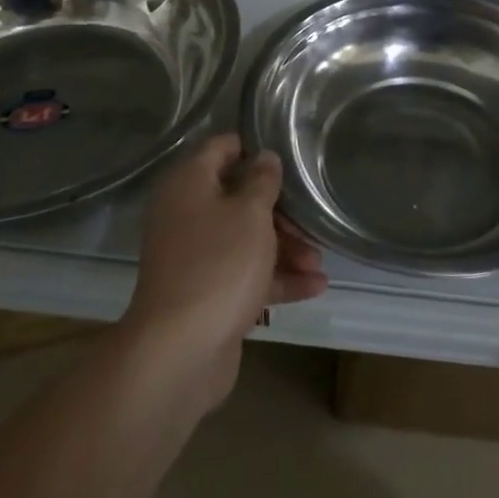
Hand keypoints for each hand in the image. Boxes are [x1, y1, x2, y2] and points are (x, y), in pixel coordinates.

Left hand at [123, 134, 327, 407]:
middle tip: (310, 221)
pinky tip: (315, 287)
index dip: (251, 146)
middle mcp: (187, 216)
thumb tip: (264, 157)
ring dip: (284, 248)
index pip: (219, 148)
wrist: (180, 351)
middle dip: (279, 210)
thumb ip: (262, 181)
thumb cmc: (218, 264)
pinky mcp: (208, 294)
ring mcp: (196, 258)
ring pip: (245, 240)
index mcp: (188, 185)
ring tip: (317, 261)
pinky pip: (246, 276)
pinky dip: (277, 279)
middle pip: (237, 199)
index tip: (286, 152)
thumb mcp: (250, 214)